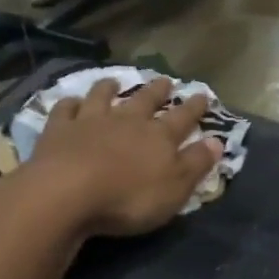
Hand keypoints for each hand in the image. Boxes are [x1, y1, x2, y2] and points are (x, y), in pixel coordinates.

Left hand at [23, 77, 222, 237]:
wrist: (65, 194)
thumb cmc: (128, 197)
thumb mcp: (175, 187)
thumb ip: (196, 163)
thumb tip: (218, 141)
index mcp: (159, 136)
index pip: (183, 117)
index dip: (195, 107)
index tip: (203, 95)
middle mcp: (128, 121)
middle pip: (146, 100)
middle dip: (158, 90)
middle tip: (166, 80)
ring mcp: (91, 122)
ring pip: (103, 97)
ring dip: (110, 88)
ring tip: (114, 81)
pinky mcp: (59, 130)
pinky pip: (65, 110)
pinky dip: (70, 104)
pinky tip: (71, 102)